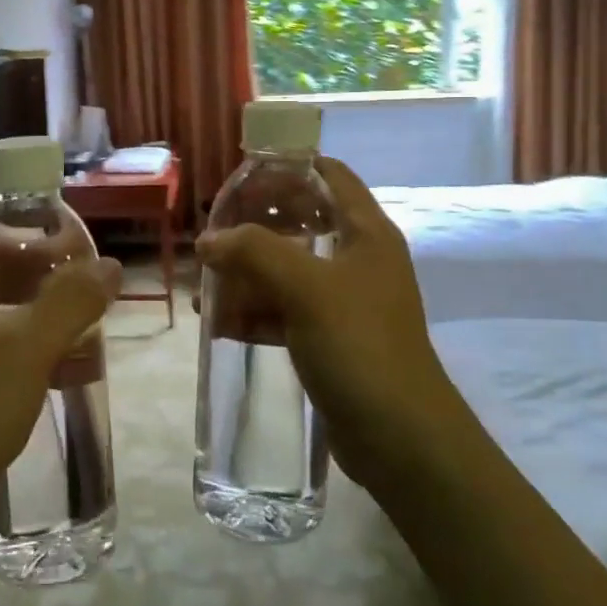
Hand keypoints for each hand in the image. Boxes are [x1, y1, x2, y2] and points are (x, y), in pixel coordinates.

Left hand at [0, 208, 121, 540]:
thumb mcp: (28, 347)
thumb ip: (72, 300)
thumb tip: (110, 264)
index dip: (14, 218)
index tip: (58, 227)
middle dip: (32, 264)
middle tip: (79, 274)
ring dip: (30, 302)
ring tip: (77, 314)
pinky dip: (17, 334)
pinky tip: (57, 357)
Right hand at [196, 156, 452, 484]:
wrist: (401, 438)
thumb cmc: (359, 345)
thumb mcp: (305, 288)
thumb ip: (253, 252)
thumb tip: (208, 240)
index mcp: (365, 233)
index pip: (329, 175)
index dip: (287, 167)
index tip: (242, 175)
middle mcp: (358, 260)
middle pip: (302, 222)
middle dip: (255, 226)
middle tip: (214, 231)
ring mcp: (345, 302)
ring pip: (288, 271)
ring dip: (248, 275)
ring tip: (205, 287)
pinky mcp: (332, 339)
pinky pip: (286, 312)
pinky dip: (255, 313)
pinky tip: (220, 324)